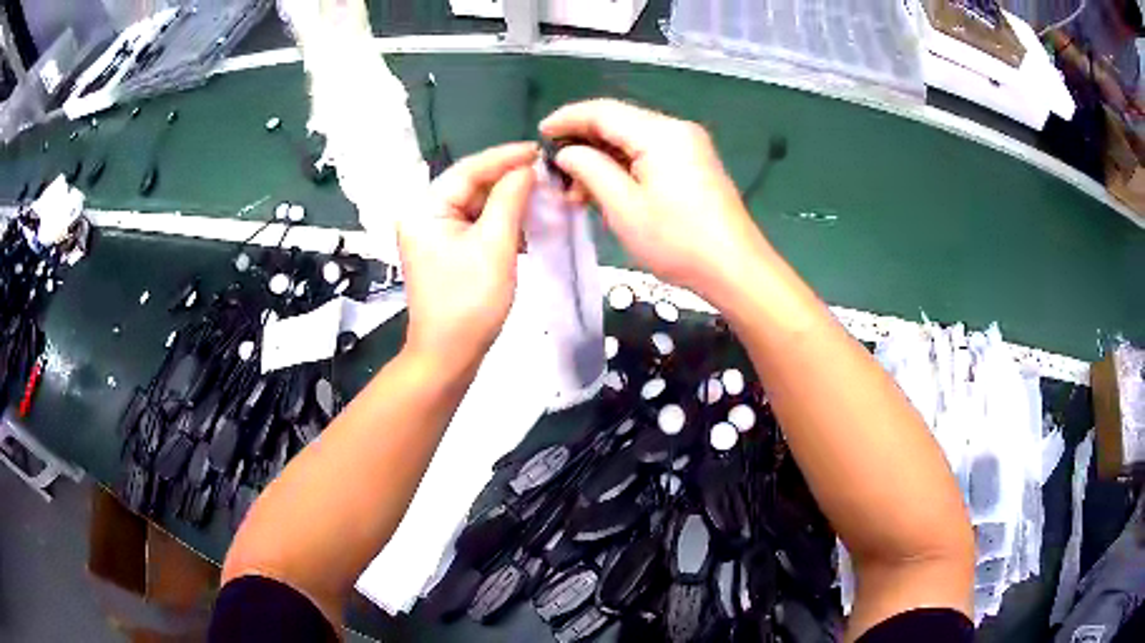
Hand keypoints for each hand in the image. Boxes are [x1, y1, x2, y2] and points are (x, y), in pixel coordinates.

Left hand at [397, 143, 537, 369]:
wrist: (449, 355)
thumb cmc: (469, 302)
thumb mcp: (495, 246)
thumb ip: (510, 200)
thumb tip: (526, 169)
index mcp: (425, 209)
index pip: (468, 170)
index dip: (505, 157)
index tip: (539, 150)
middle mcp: (424, 215)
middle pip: (470, 185)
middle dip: (507, 180)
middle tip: (545, 174)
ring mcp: (433, 234)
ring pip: (475, 205)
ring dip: (506, 202)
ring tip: (541, 196)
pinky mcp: (445, 251)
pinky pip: (475, 225)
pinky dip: (499, 222)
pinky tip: (524, 224)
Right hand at [540, 99, 766, 303]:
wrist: (735, 269)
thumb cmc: (677, 241)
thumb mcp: (623, 207)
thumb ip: (590, 170)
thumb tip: (568, 153)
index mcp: (660, 133)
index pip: (602, 111)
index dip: (567, 119)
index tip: (539, 134)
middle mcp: (676, 130)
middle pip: (618, 122)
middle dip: (583, 143)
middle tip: (556, 173)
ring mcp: (689, 146)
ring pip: (632, 140)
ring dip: (602, 159)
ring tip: (577, 192)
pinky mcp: (694, 164)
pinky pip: (649, 154)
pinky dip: (624, 167)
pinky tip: (607, 191)